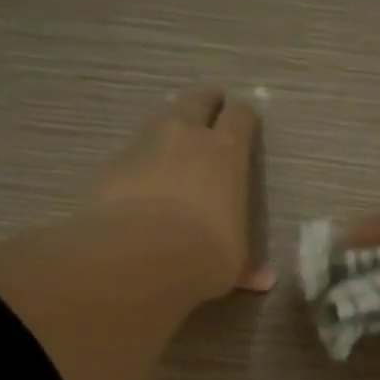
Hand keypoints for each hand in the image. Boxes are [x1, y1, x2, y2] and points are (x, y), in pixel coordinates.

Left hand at [91, 86, 274, 298]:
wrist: (141, 255)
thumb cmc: (205, 254)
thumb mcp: (233, 263)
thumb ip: (247, 265)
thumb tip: (265, 280)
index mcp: (227, 153)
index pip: (241, 117)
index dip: (244, 120)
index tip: (245, 126)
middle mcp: (187, 136)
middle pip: (198, 99)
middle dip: (206, 103)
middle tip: (209, 113)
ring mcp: (146, 143)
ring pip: (161, 118)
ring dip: (170, 128)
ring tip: (172, 147)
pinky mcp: (114, 162)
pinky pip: (132, 151)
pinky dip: (140, 160)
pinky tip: (141, 182)